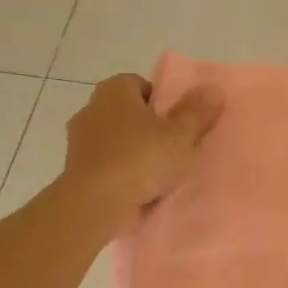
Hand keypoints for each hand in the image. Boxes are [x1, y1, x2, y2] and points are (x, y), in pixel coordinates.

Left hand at [63, 73, 222, 223]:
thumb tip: (213, 88)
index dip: (162, 102)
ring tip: (157, 173)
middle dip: (147, 127)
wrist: (96, 203)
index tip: (178, 124)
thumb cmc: (141, 159)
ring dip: (131, 151)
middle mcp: (91, 107)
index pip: (141, 85)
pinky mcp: (74, 169)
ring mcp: (78, 140)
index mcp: (114, 90)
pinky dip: (118, 172)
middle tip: (172, 147)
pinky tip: (136, 189)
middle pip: (127, 112)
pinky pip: (104, 163)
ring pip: (114, 139)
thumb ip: (197, 112)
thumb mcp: (180, 135)